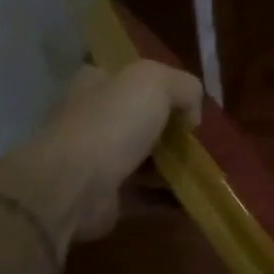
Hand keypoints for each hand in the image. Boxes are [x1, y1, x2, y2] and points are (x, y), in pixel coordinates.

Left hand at [11, 60, 202, 243]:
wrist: (73, 186)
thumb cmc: (112, 123)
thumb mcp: (156, 82)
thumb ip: (184, 87)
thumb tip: (190, 116)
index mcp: (94, 84)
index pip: (127, 77)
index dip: (160, 86)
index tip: (187, 103)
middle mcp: (89, 118)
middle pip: (138, 118)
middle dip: (169, 129)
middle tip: (197, 138)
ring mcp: (93, 159)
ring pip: (142, 157)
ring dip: (170, 164)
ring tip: (200, 168)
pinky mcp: (102, 195)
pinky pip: (143, 193)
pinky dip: (166, 196)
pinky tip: (191, 195)